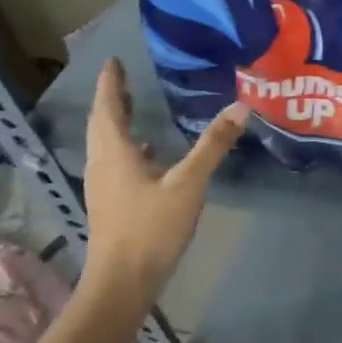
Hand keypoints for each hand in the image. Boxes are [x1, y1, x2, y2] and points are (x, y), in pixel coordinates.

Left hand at [81, 59, 246, 304]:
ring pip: (106, 144)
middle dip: (113, 100)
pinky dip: (127, 149)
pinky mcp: (110, 203)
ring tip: (134, 109)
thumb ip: (212, 146)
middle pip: (102, 124)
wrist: (123, 281)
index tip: (113, 61)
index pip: (109, 107)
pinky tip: (147, 155)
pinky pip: (114, 163)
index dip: (111, 84)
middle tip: (123, 79)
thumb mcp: (189, 184)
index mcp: (115, 153)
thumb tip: (240, 108)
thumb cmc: (151, 228)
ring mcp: (103, 186)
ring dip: (116, 123)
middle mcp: (102, 164)